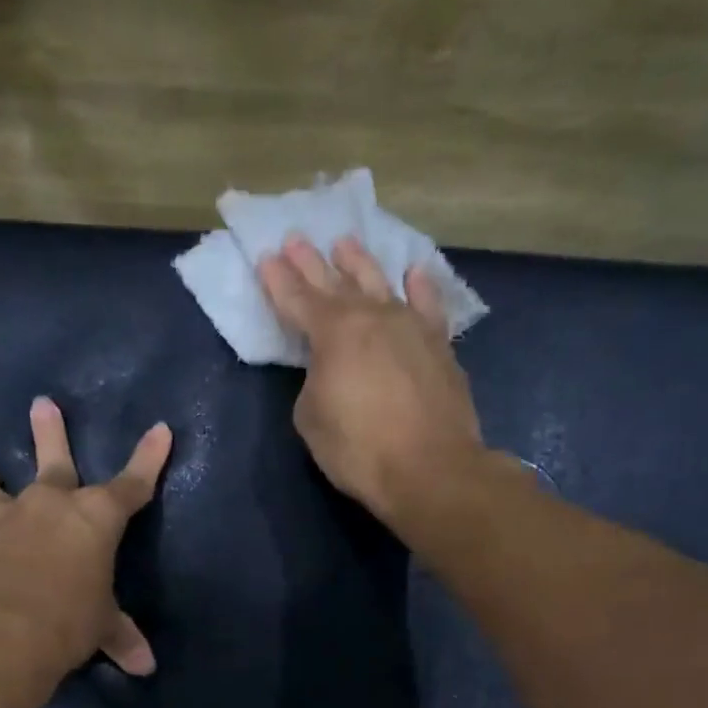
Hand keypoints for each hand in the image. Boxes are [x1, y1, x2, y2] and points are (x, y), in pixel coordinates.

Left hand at [0, 397, 172, 678]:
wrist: (2, 633)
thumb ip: (122, 638)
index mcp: (93, 519)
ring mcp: (3, 521)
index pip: (132, 484)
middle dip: (49, 433)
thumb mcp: (102, 628)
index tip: (160, 429)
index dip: (149, 458)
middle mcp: (47, 507)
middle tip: (41, 403)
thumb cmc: (68, 621)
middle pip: (54, 462)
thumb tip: (146, 667)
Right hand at [258, 234, 484, 523]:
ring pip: (380, 283)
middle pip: (336, 283)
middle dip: (312, 263)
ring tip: (345, 243)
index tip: (267, 257)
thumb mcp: (312, 419)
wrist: (429, 468)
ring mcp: (411, 326)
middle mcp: (372, 317)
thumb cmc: (359, 449)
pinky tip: (414, 273)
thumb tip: (331, 372)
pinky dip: (421, 287)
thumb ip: (314, 382)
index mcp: (333, 334)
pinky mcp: (440, 345)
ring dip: (360, 263)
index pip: (297, 300)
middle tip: (296, 239)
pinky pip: (428, 305)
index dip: (279, 281)